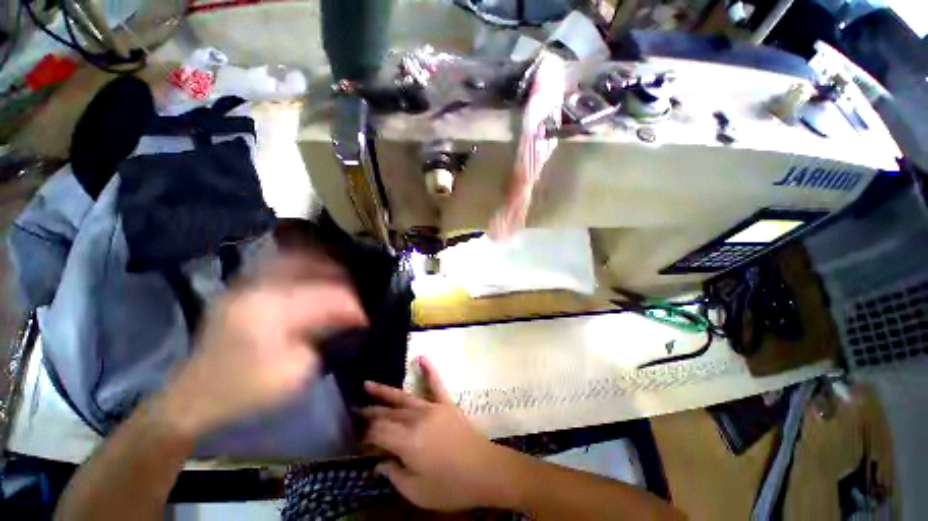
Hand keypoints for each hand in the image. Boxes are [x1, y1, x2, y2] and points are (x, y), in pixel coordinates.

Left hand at [156, 254, 366, 438]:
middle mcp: (255, 289)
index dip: (350, 305)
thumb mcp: (294, 371)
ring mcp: (243, 285)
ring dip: (320, 266)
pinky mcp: (239, 289)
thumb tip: (346, 316)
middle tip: (355, 293)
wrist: (194, 397)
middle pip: (309, 266)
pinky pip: (276, 265)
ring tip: (340, 277)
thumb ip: (323, 336)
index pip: (324, 296)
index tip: (364, 318)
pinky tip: (312, 273)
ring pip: (292, 258)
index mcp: (269, 311)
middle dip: (339, 277)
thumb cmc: (245, 389)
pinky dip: (300, 265)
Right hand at [362, 358, 515, 511]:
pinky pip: (436, 384)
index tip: (356, 438)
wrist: (484, 470)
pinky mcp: (446, 404)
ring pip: (403, 398)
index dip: (365, 434)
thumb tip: (378, 463)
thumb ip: (393, 474)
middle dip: (370, 413)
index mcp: (407, 441)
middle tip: (354, 411)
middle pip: (388, 413)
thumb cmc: (450, 486)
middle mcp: (417, 419)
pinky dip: (429, 370)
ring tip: (367, 385)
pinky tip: (422, 357)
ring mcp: (432, 408)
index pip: (378, 431)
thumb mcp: (416, 491)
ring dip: (385, 392)